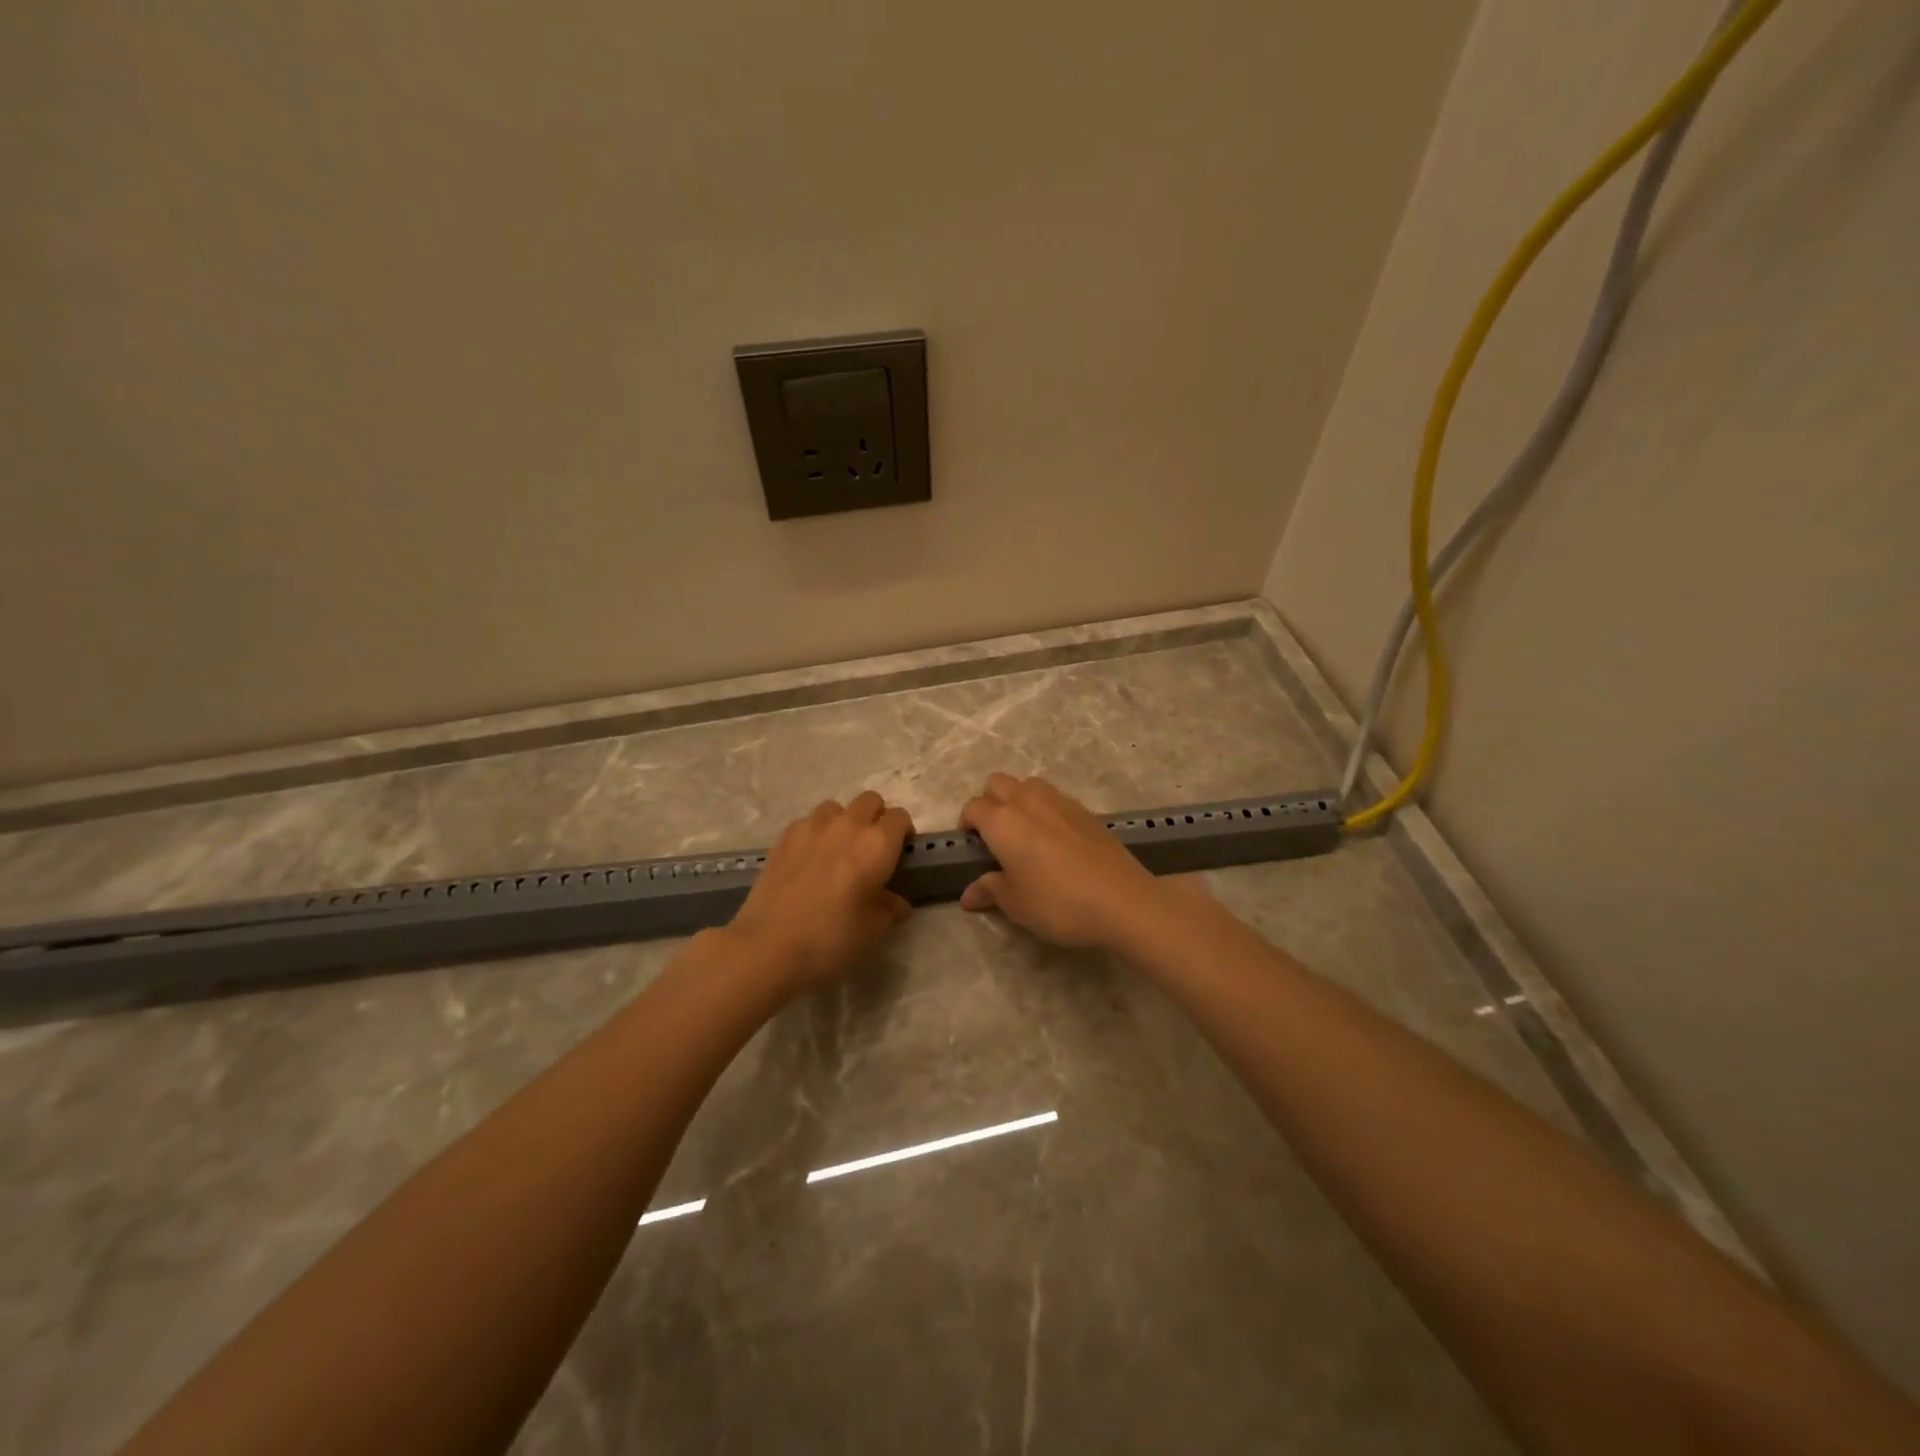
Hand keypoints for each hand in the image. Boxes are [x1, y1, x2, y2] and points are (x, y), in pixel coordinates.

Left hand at [726, 790, 914, 991]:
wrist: (769, 945)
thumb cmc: (832, 937)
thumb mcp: (874, 930)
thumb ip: (890, 909)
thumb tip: (896, 903)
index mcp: (877, 844)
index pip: (900, 817)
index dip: (903, 833)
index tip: (899, 854)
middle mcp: (848, 825)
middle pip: (870, 801)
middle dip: (876, 818)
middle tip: (871, 850)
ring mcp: (812, 826)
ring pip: (836, 808)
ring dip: (843, 821)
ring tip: (837, 851)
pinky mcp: (784, 836)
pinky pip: (808, 822)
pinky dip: (815, 833)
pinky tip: (809, 860)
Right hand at [958, 775, 1170, 949]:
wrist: (1122, 900)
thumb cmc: (1058, 903)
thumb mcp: (1016, 904)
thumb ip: (989, 891)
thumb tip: (968, 894)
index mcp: (1002, 821)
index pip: (973, 808)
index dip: (966, 825)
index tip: (971, 848)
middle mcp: (1027, 801)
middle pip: (997, 783)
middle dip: (989, 802)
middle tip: (995, 836)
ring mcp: (1059, 801)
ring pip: (1027, 785)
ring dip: (1018, 800)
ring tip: (1024, 833)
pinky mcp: (1085, 810)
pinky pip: (1054, 798)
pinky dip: (1045, 809)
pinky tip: (1055, 840)